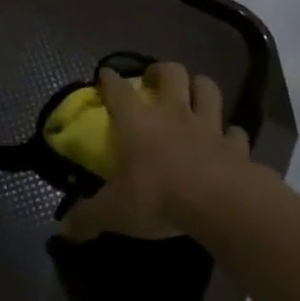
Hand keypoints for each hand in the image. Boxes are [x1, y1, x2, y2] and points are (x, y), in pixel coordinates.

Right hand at [60, 62, 250, 240]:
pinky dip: (231, 134)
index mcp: (136, 121)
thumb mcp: (114, 212)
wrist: (219, 204)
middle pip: (171, 73)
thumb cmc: (157, 196)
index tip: (105, 74)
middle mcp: (172, 113)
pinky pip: (235, 131)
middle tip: (154, 80)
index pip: (118, 89)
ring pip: (207, 89)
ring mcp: (208, 126)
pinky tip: (227, 141)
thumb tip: (64, 229)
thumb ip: (88, 217)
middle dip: (161, 71)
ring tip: (193, 95)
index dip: (110, 78)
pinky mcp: (235, 145)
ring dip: (200, 87)